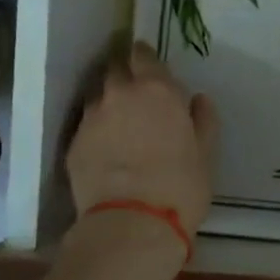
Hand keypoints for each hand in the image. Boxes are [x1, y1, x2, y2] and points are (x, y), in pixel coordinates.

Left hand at [66, 42, 217, 247]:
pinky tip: (105, 151)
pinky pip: (86, 127)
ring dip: (108, 103)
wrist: (131, 224)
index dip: (145, 57)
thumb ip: (203, 120)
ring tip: (119, 125)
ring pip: (97, 98)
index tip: (149, 65)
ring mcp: (91, 119)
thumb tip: (198, 100)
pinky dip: (96, 132)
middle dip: (124, 75)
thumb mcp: (205, 154)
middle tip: (136, 95)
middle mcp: (119, 95)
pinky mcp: (73, 145)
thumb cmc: (181, 186)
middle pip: (115, 70)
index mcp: (157, 90)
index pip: (143, 55)